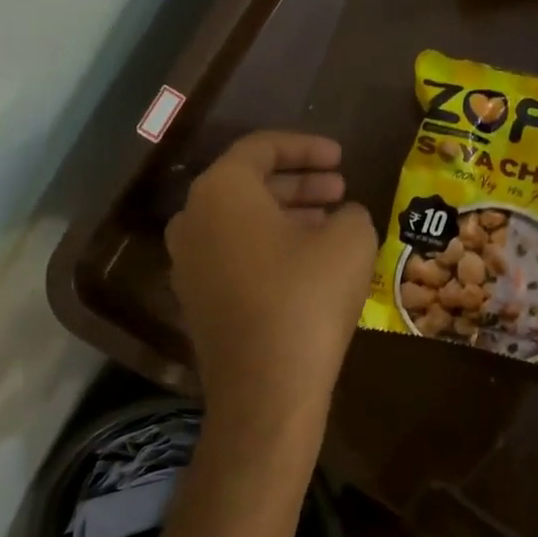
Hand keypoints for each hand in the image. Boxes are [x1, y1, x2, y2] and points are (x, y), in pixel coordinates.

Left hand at [165, 132, 376, 443]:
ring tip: (330, 223)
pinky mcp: (196, 299)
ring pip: (241, 222)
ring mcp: (187, 263)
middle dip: (299, 183)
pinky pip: (233, 255)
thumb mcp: (350, 241)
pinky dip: (268, 247)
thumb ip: (350, 212)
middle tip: (339, 188)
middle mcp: (192, 219)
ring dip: (287, 216)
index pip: (262, 148)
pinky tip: (307, 263)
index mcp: (221, 191)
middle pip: (249, 185)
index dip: (306, 147)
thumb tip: (342, 216)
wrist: (265, 389)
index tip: (341, 157)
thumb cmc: (307, 298)